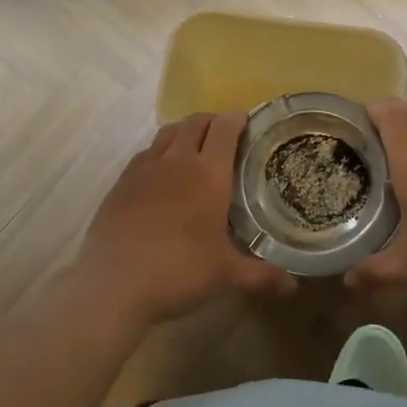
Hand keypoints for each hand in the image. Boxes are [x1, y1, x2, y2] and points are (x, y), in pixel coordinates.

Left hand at [72, 112, 295, 326]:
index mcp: (208, 174)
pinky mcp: (121, 182)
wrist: (113, 284)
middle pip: (195, 122)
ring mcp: (144, 169)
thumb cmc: (178, 272)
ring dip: (184, 131)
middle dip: (212, 122)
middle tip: (224, 136)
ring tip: (194, 148)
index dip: (238, 119)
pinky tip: (161, 174)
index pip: (225, 129)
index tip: (247, 121)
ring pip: (167, 132)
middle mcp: (177, 161)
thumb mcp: (226, 276)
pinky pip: (145, 153)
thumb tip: (293, 287)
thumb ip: (262, 276)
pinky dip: (159, 152)